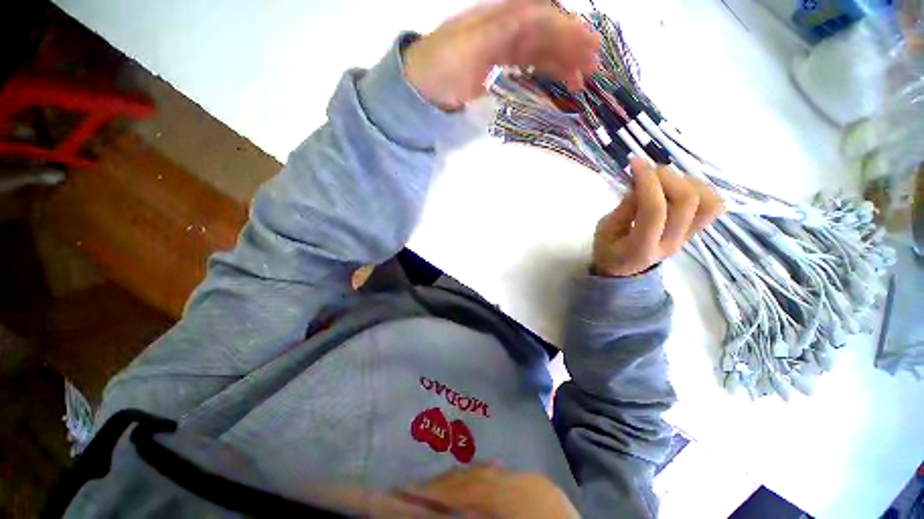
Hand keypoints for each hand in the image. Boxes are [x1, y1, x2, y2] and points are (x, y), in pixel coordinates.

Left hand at [404, 0, 598, 110]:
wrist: (422, 89)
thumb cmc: (442, 66)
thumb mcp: (473, 44)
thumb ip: (508, 27)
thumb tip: (546, 12)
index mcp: (501, 17)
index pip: (542, 18)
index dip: (567, 30)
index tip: (589, 48)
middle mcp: (506, 28)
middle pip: (545, 34)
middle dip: (571, 47)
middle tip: (592, 69)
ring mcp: (503, 50)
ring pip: (540, 51)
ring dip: (562, 63)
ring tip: (579, 81)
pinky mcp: (499, 69)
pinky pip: (528, 67)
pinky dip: (545, 74)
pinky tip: (555, 84)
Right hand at [592, 159, 722, 277]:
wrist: (623, 270)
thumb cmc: (608, 250)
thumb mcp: (604, 230)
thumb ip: (624, 208)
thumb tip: (641, 184)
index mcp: (640, 247)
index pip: (654, 210)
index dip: (647, 182)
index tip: (634, 164)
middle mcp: (671, 242)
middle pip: (687, 202)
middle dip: (668, 176)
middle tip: (648, 170)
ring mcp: (687, 237)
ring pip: (708, 202)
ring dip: (687, 181)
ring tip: (663, 179)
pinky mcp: (695, 230)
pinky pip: (711, 205)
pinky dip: (699, 188)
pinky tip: (676, 186)